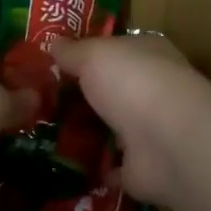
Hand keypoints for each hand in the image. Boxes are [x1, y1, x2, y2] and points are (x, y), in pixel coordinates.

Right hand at [51, 34, 210, 206]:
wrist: (168, 142)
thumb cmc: (134, 82)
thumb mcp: (94, 55)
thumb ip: (73, 51)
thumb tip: (54, 42)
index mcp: (149, 54)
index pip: (119, 49)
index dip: (90, 53)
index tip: (56, 62)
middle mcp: (153, 90)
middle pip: (114, 90)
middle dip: (86, 96)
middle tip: (43, 101)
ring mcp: (151, 131)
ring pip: (114, 128)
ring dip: (90, 132)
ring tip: (47, 134)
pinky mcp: (143, 168)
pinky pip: (113, 166)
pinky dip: (96, 168)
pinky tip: (67, 166)